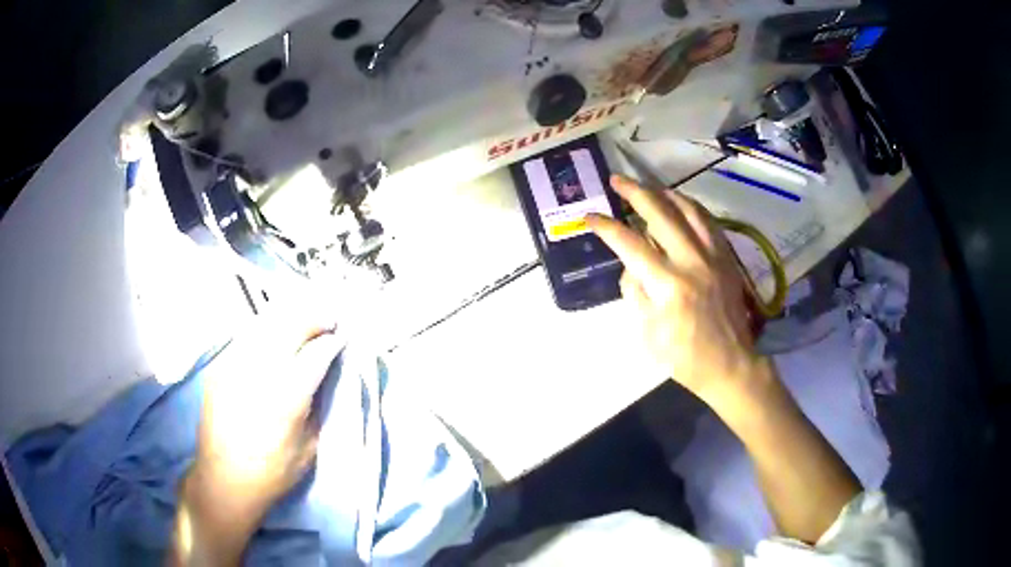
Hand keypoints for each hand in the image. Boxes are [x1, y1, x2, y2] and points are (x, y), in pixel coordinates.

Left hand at [192, 314, 338, 512]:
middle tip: (329, 320)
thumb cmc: (273, 472)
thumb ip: (318, 407)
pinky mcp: (219, 367)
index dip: (333, 342)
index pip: (315, 354)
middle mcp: (259, 374)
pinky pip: (245, 336)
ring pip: (266, 324)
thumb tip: (328, 376)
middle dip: (314, 319)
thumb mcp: (310, 448)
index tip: (344, 337)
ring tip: (304, 321)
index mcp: (286, 399)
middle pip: (290, 328)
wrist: (223, 480)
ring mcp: (234, 366)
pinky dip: (265, 328)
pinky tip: (274, 334)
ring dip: (290, 319)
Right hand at [586, 175, 759, 405]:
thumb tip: (630, 266)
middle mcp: (691, 262)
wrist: (731, 364)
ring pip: (688, 210)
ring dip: (665, 193)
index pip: (630, 244)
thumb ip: (635, 293)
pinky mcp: (727, 258)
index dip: (606, 227)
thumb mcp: (648, 334)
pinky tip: (681, 204)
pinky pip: (708, 222)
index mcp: (668, 285)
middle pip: (660, 214)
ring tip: (648, 187)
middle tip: (617, 180)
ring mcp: (713, 257)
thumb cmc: (685, 357)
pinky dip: (691, 207)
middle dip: (634, 193)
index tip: (589, 216)